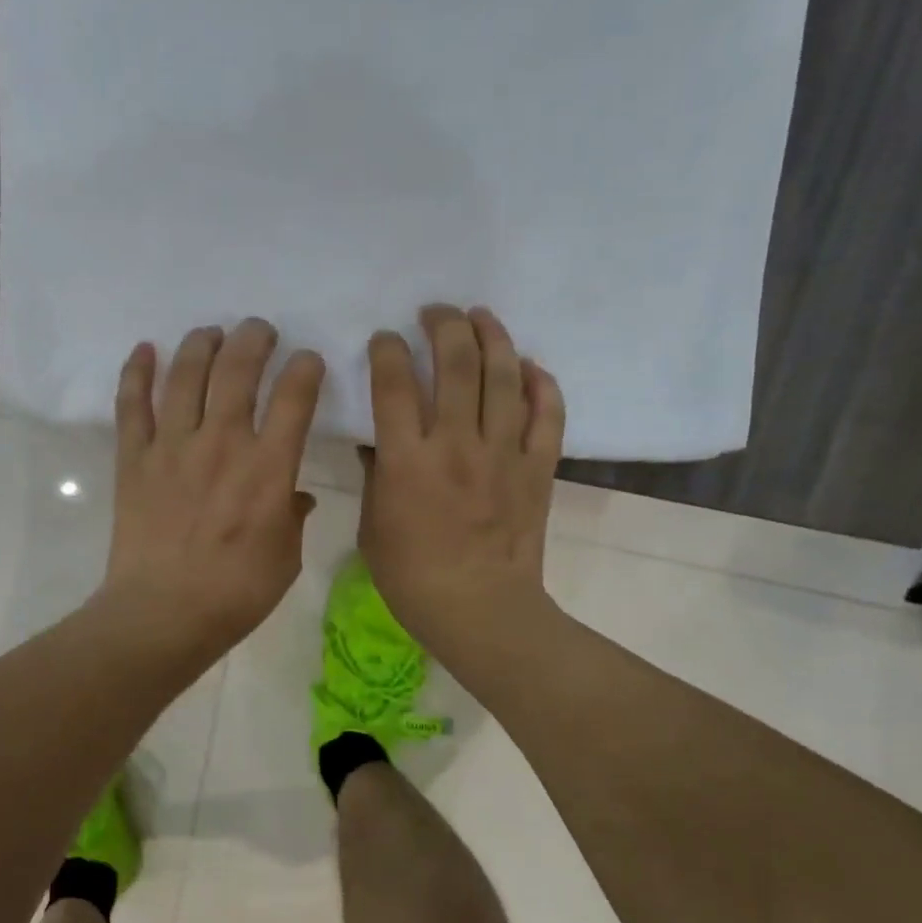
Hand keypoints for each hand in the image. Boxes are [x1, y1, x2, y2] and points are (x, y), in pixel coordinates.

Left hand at [101, 319, 324, 664]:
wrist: (163, 614)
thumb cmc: (236, 593)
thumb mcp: (286, 559)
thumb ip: (293, 518)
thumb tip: (298, 497)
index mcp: (268, 469)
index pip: (294, 399)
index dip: (305, 370)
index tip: (308, 361)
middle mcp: (222, 444)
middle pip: (237, 371)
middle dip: (253, 340)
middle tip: (260, 330)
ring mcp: (172, 447)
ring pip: (186, 376)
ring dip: (201, 344)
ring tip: (211, 332)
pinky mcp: (134, 460)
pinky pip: (132, 405)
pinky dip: (137, 372)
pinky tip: (145, 349)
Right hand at [360, 305, 564, 670]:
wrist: (479, 609)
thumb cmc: (413, 578)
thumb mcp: (373, 528)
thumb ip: (375, 477)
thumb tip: (376, 441)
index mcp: (408, 460)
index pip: (393, 383)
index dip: (387, 349)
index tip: (385, 341)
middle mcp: (456, 443)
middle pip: (455, 361)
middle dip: (443, 324)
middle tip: (435, 313)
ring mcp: (504, 452)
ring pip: (504, 375)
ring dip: (492, 336)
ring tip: (481, 317)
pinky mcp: (538, 468)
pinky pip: (548, 414)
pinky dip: (542, 384)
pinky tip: (529, 367)